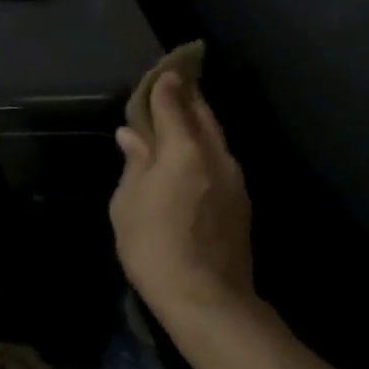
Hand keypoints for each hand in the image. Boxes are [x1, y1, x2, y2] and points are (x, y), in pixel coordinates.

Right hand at [109, 72, 255, 318]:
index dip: (166, 85)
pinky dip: (205, 146)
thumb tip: (132, 136)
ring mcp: (234, 181)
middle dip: (189, 96)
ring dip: (199, 122)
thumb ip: (135, 163)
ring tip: (180, 114)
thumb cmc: (154, 245)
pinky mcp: (241, 203)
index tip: (163, 69)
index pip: (174, 105)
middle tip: (176, 81)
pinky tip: (190, 154)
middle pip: (203, 116)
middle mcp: (215, 157)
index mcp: (184, 150)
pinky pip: (220, 159)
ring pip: (216, 138)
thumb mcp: (128, 201)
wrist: (207, 300)